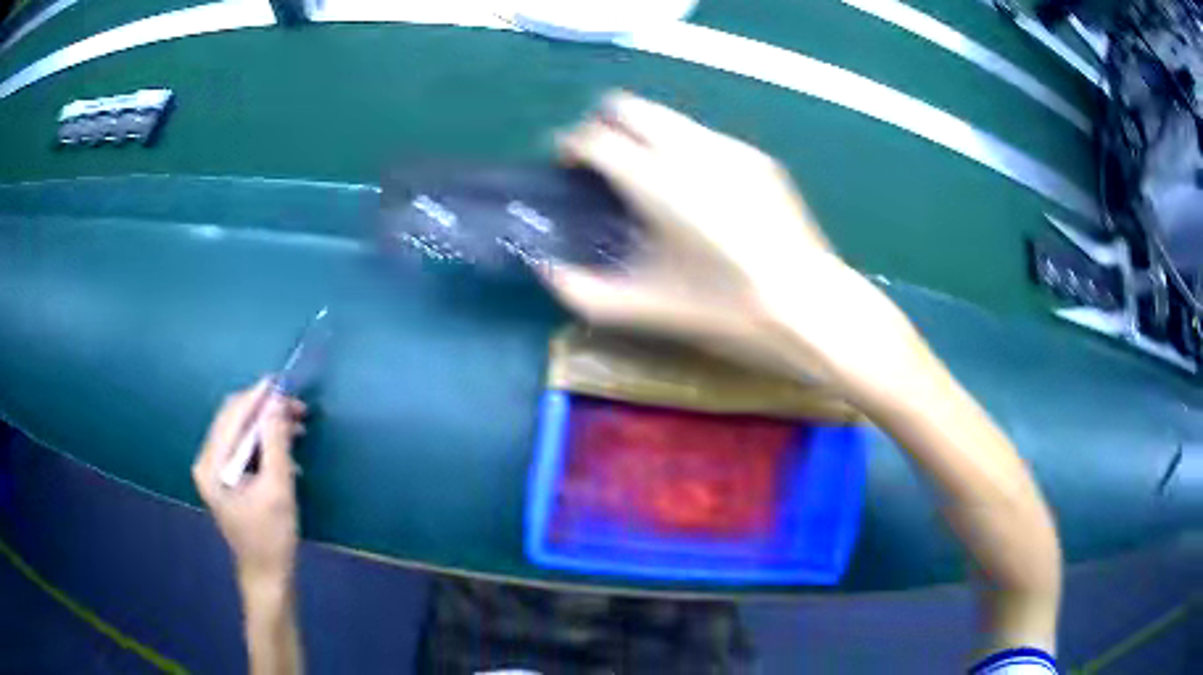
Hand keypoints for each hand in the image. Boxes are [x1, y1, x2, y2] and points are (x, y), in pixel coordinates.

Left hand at [193, 379, 306, 587]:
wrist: (267, 576)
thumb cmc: (272, 537)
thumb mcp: (278, 489)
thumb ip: (276, 443)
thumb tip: (277, 403)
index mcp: (212, 465)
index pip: (232, 416)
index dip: (257, 397)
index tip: (283, 383)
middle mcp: (207, 461)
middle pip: (233, 420)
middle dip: (264, 411)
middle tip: (297, 410)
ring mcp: (214, 470)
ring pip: (239, 432)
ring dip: (266, 427)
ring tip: (297, 429)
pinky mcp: (225, 478)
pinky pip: (242, 447)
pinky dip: (263, 443)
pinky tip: (285, 453)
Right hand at [541, 91, 923, 397]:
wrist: (810, 308)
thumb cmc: (727, 311)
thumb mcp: (645, 309)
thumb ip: (583, 290)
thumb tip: (547, 269)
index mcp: (658, 182)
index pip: (595, 138)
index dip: (572, 148)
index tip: (568, 169)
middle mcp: (691, 149)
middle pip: (629, 107)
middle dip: (604, 126)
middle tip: (602, 165)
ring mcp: (729, 148)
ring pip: (667, 117)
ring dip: (642, 134)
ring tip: (646, 179)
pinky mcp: (756, 157)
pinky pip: (701, 136)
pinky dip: (680, 148)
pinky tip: (693, 191)